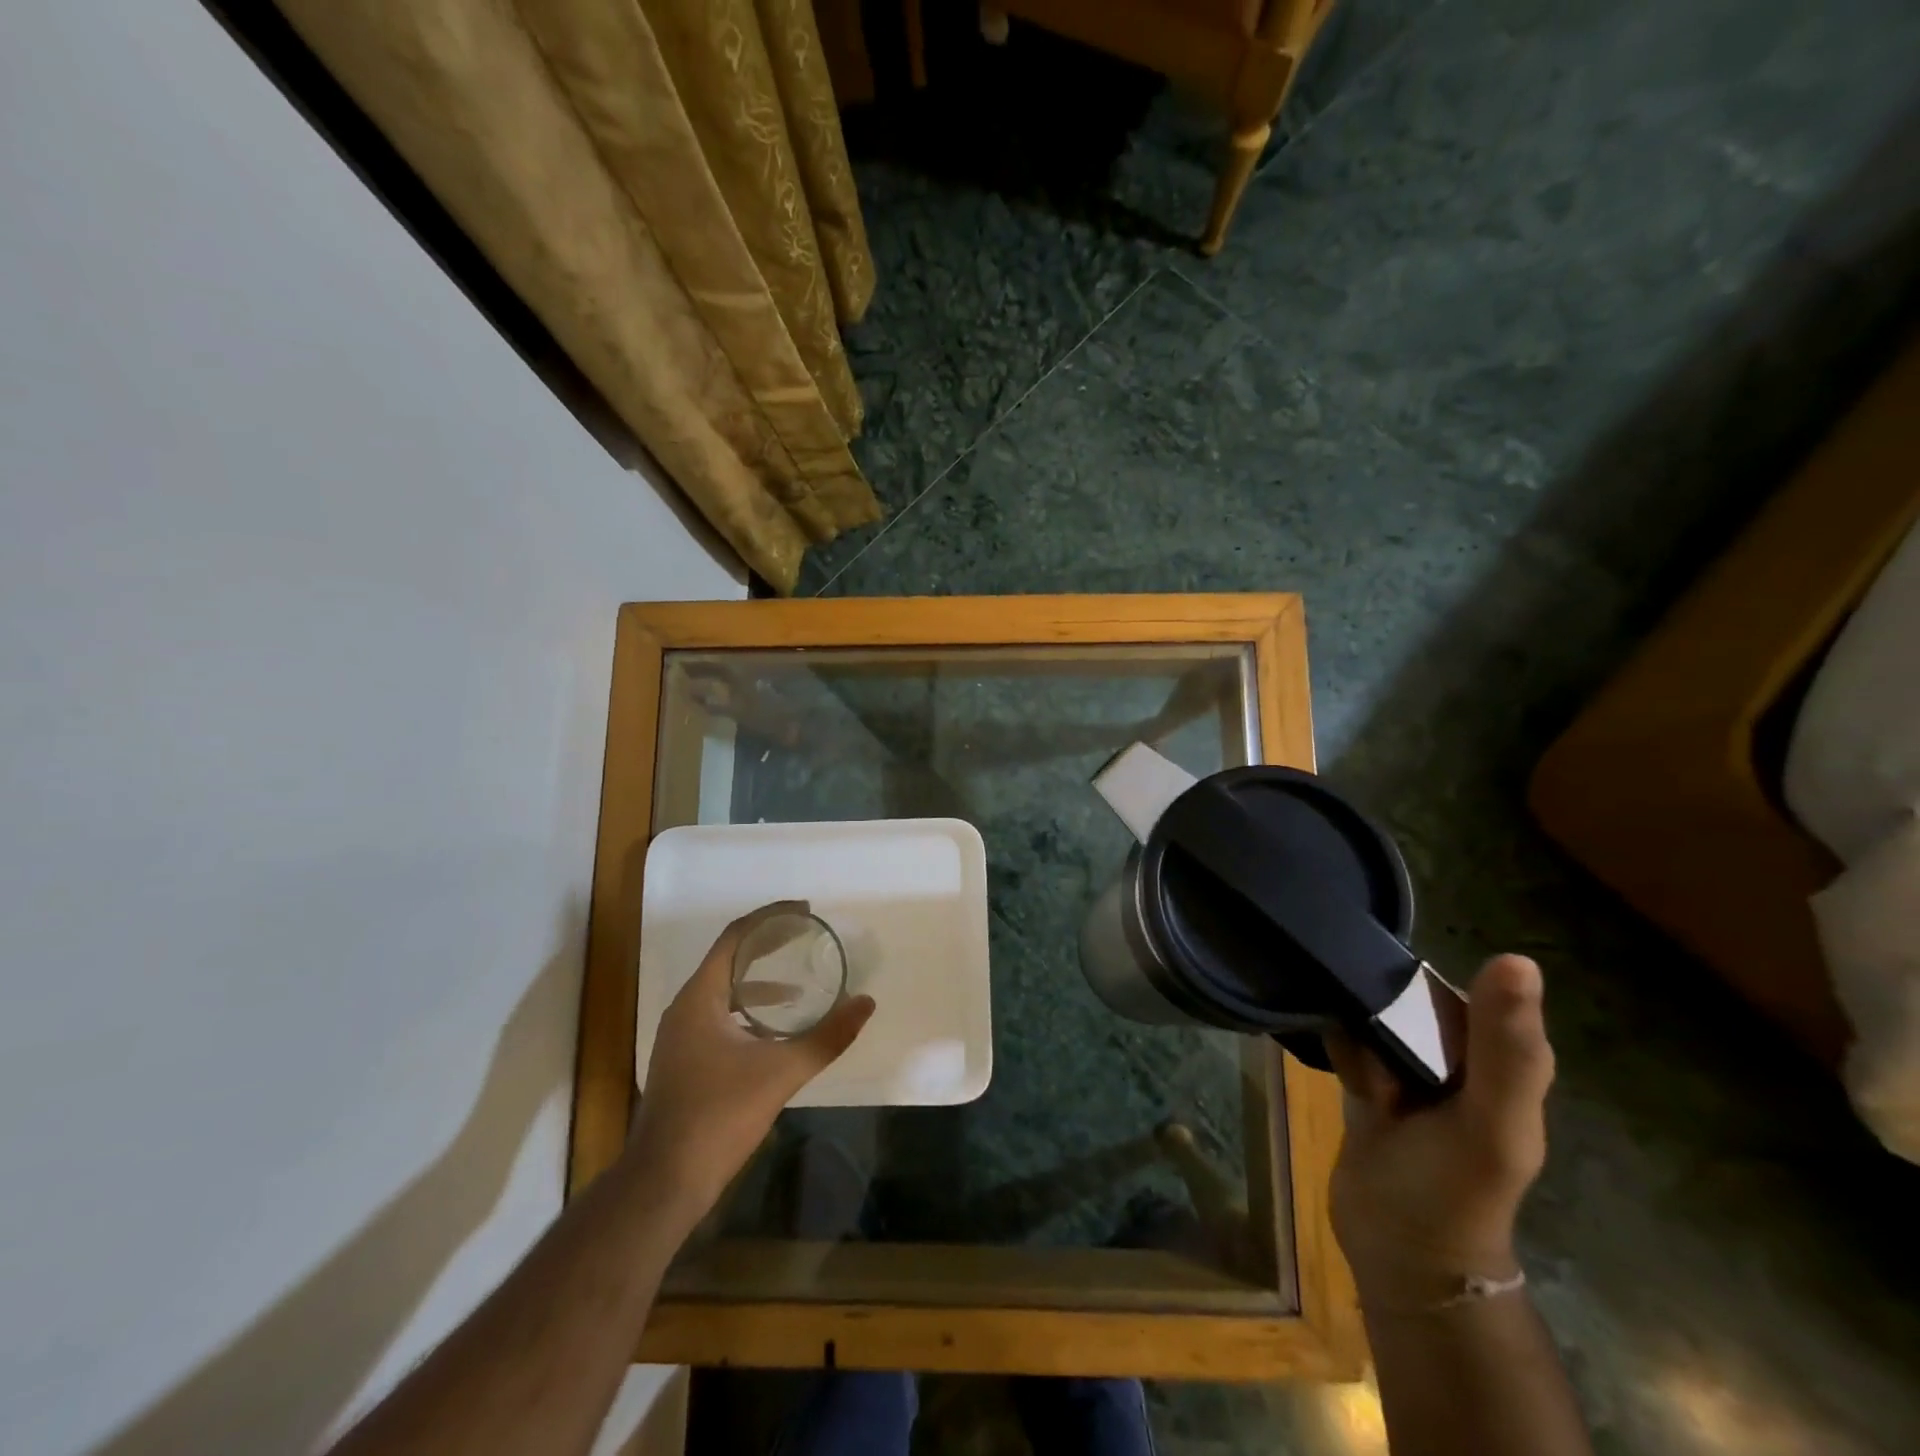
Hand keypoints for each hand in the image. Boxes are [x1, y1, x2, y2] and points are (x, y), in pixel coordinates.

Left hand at [626, 901, 873, 1220]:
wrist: (664, 1182)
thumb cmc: (718, 1116)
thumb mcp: (780, 1072)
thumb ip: (827, 1037)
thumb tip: (866, 1003)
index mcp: (700, 997)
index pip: (736, 937)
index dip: (771, 918)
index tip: (805, 912)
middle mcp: (686, 1008)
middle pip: (730, 958)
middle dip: (769, 944)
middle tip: (806, 935)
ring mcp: (682, 1036)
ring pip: (724, 990)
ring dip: (760, 980)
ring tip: (800, 982)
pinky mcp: (685, 1060)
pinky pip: (721, 1016)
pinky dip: (750, 1011)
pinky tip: (776, 1031)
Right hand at [1325, 954, 1554, 1308]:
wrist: (1398, 1254)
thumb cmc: (1453, 1189)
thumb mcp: (1492, 1121)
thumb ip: (1505, 1048)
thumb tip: (1516, 958)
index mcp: (1500, 1058)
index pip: (1458, 988)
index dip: (1418, 982)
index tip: (1381, 986)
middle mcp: (1457, 1056)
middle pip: (1408, 997)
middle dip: (1376, 1005)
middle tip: (1362, 1041)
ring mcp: (1409, 1069)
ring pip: (1373, 1014)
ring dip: (1352, 1025)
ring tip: (1349, 1061)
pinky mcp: (1368, 1081)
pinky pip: (1347, 1038)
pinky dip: (1336, 1043)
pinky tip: (1334, 1064)